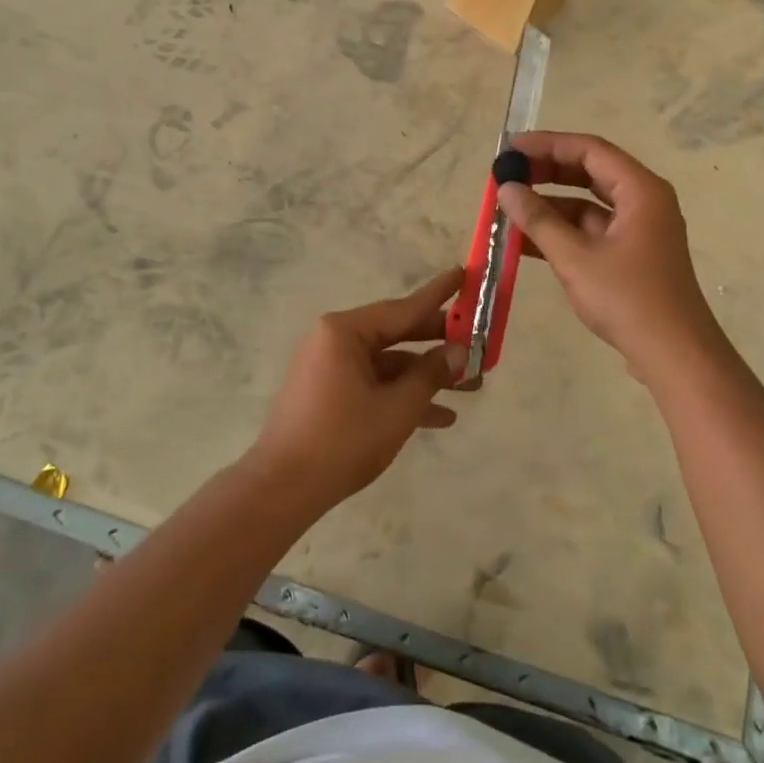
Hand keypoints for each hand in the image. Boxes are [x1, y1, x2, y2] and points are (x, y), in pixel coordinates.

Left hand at [246, 269, 464, 510]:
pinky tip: (441, 417)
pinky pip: (373, 384)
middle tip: (479, 342)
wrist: (284, 489)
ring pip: (389, 363)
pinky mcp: (329, 393)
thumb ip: (431, 374)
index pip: (404, 308)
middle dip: (439, 344)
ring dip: (426, 376)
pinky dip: (402, 396)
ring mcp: (330, 367)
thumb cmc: (343, 440)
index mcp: (345, 331)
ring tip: (472, 387)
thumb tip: (460, 351)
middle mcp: (335, 340)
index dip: (440, 294)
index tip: (464, 273)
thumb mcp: (398, 408)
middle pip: (398, 334)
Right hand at [494, 132, 723, 383]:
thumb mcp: (575, 257)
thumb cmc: (627, 299)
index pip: (589, 150)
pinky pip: (590, 231)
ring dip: (548, 206)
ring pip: (587, 205)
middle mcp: (643, 202)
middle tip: (506, 175)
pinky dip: (560, 232)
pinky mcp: (631, 256)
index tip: (510, 150)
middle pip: (589, 173)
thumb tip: (506, 187)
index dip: (547, 145)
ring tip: (507, 209)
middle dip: (546, 173)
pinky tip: (523, 242)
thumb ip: (538, 219)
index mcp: (640, 190)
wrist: (674, 356)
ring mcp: (638, 230)